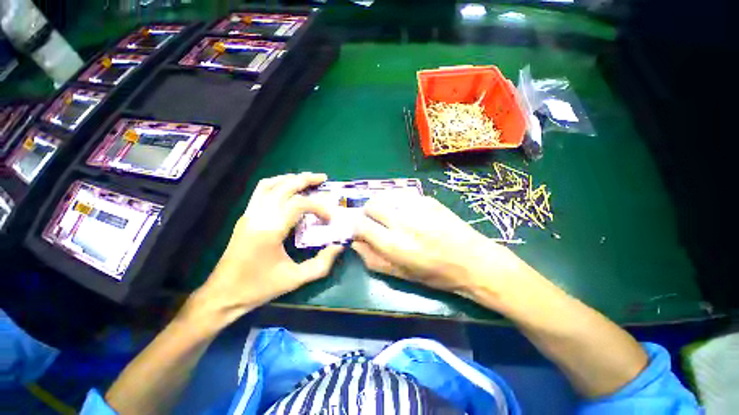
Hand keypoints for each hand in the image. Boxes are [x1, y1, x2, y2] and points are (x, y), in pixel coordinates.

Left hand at [187, 173, 342, 325]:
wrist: (223, 294)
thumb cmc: (259, 287)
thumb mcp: (295, 279)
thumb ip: (321, 263)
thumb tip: (339, 245)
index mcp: (270, 230)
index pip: (299, 204)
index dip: (319, 207)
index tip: (331, 217)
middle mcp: (258, 216)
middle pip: (284, 187)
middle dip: (305, 179)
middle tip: (323, 178)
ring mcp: (249, 214)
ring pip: (269, 185)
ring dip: (290, 178)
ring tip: (306, 179)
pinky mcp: (246, 217)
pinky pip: (261, 191)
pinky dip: (277, 184)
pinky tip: (287, 188)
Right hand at [352, 195, 530, 303]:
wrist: (474, 261)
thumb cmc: (436, 274)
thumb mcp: (402, 275)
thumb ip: (374, 259)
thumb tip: (356, 243)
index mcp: (394, 245)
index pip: (361, 225)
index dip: (357, 227)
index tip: (361, 231)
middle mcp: (403, 222)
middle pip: (371, 204)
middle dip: (368, 213)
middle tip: (376, 222)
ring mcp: (417, 207)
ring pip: (386, 196)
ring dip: (383, 206)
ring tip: (393, 217)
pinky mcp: (429, 200)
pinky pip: (404, 196)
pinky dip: (400, 203)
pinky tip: (411, 214)